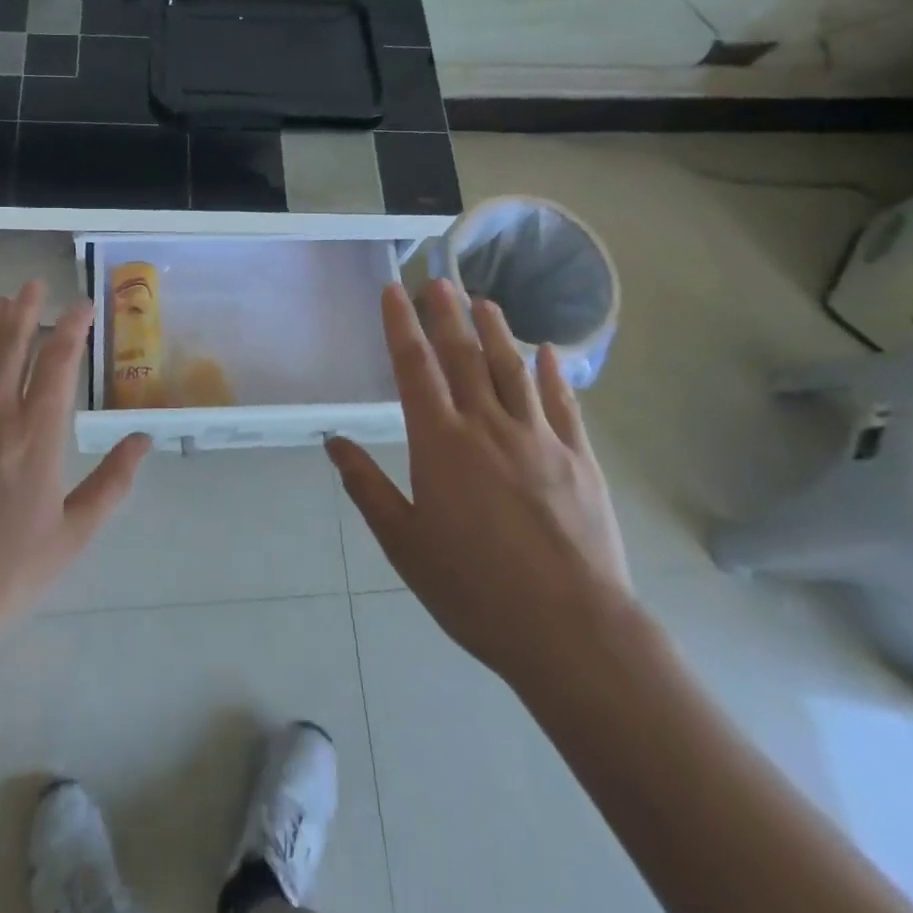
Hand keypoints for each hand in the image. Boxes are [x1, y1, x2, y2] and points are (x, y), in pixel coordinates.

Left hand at [0, 281, 149, 655]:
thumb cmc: (1, 575)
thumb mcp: (71, 537)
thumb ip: (111, 484)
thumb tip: (143, 439)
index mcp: (36, 435)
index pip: (60, 362)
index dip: (73, 327)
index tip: (82, 306)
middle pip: (13, 343)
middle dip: (27, 309)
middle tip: (34, 285)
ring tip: (0, 301)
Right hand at [328, 280, 635, 690]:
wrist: (572, 631)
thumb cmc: (474, 590)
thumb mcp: (404, 544)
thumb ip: (366, 487)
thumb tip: (332, 441)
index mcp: (440, 444)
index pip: (415, 368)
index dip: (401, 325)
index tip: (394, 290)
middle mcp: (487, 426)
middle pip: (464, 356)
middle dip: (447, 314)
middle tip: (439, 280)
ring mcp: (539, 438)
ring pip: (514, 369)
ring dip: (497, 331)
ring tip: (486, 302)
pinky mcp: (579, 459)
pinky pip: (564, 404)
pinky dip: (554, 374)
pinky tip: (548, 353)